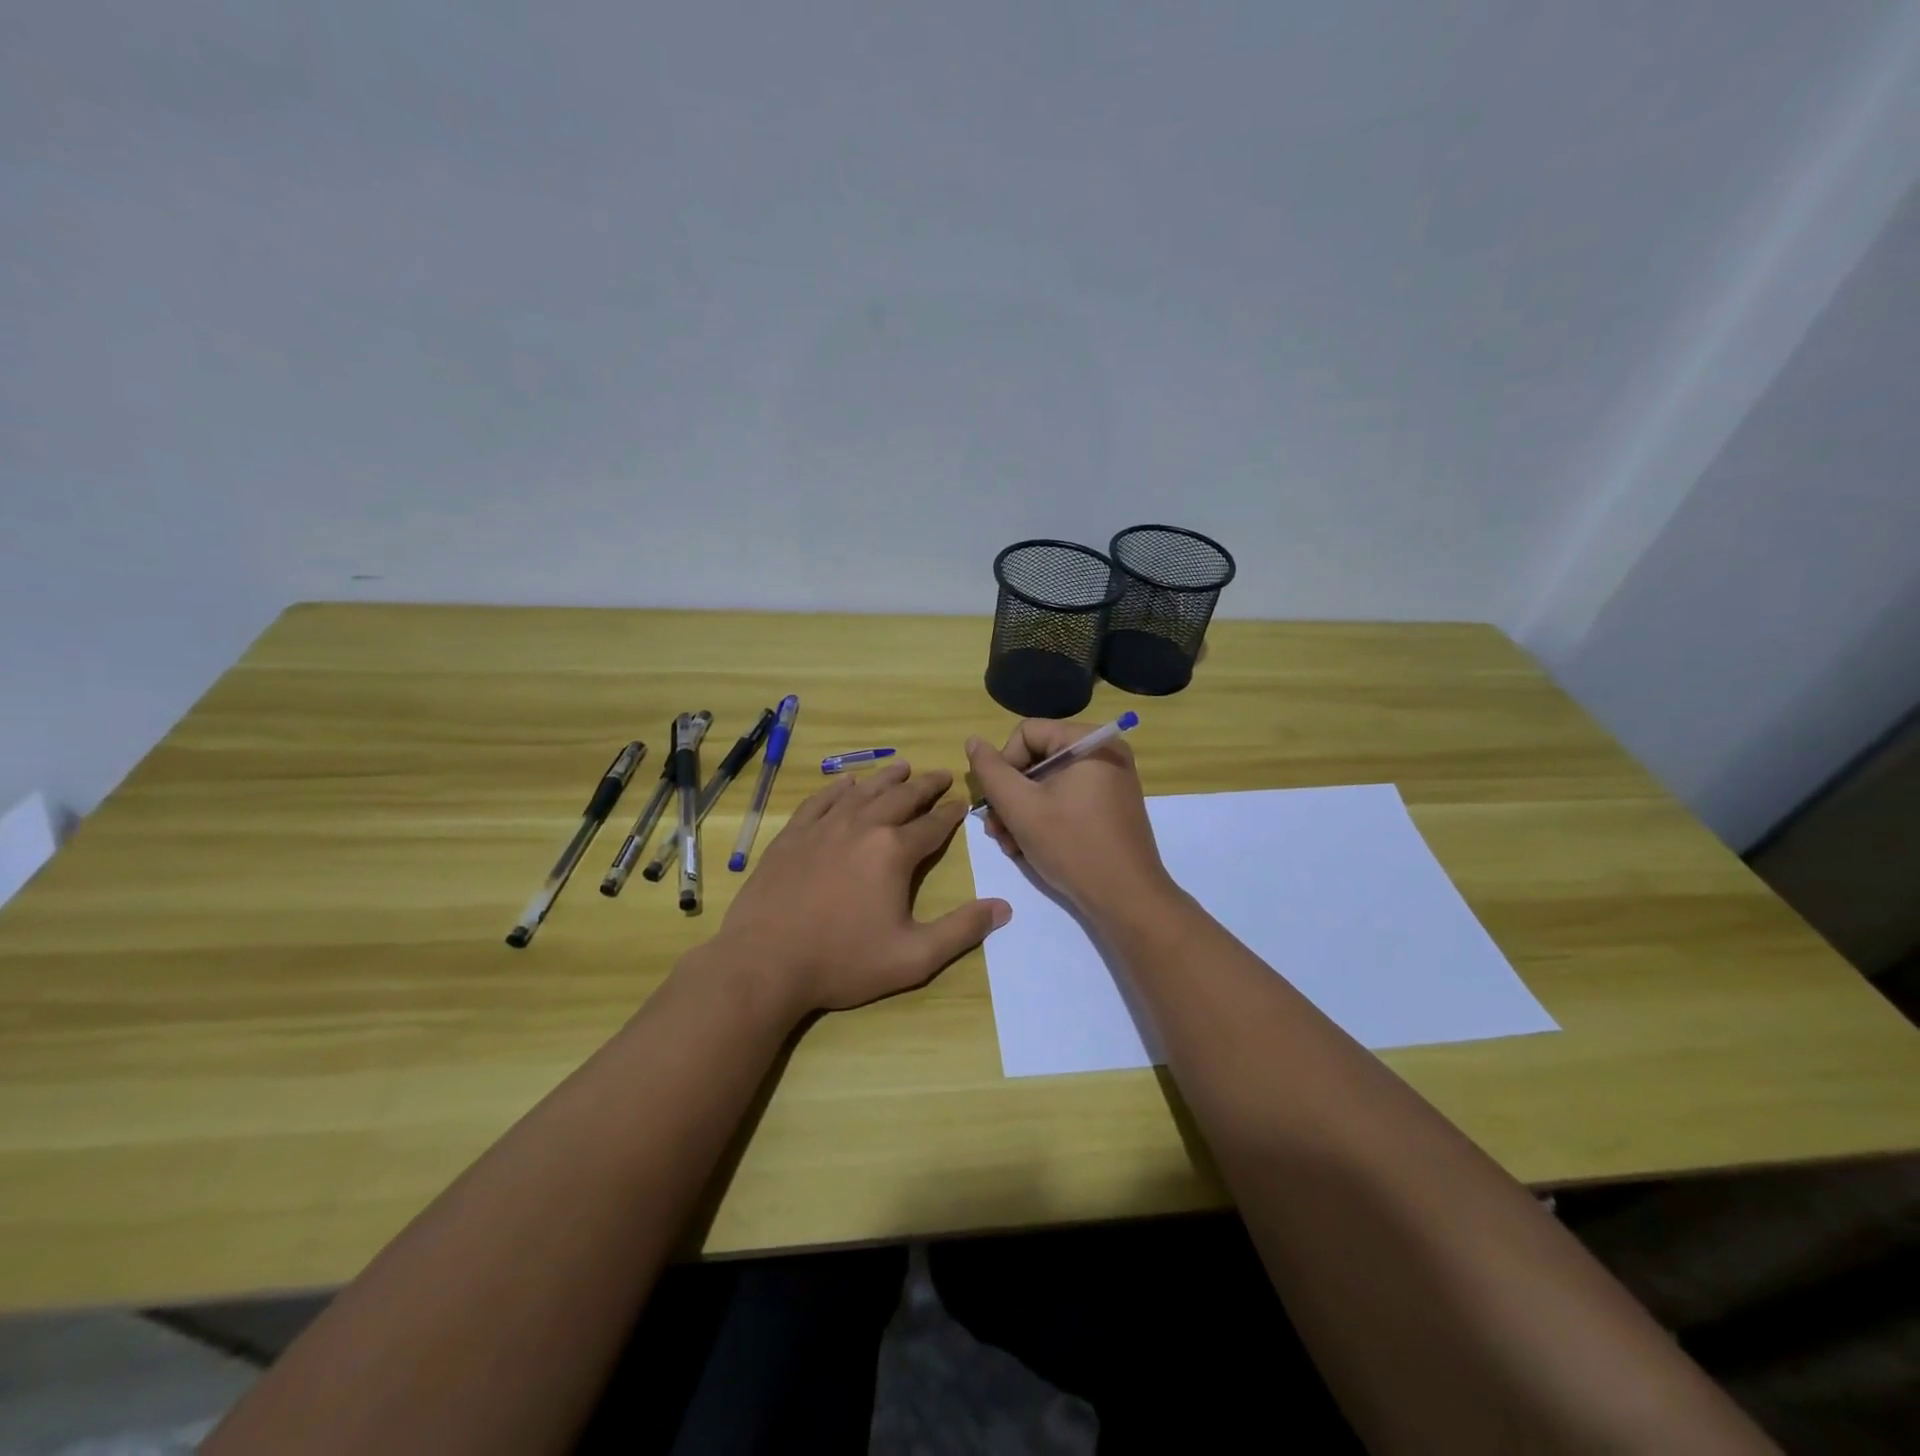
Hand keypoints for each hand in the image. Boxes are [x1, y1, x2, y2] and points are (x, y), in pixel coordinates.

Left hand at [712, 762, 1010, 1018]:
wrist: (764, 962)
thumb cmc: (843, 962)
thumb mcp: (913, 957)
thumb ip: (961, 930)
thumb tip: (1004, 907)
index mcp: (894, 852)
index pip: (933, 825)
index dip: (951, 813)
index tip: (962, 803)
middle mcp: (862, 827)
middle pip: (901, 797)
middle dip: (925, 785)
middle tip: (941, 775)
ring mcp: (823, 827)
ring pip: (863, 792)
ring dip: (886, 778)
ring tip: (902, 766)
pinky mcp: (793, 835)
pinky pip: (821, 801)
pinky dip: (838, 789)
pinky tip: (846, 783)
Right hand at [965, 719, 1175, 922]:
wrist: (1127, 900)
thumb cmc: (1072, 846)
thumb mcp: (1021, 808)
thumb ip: (991, 771)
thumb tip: (973, 741)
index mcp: (1089, 742)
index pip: (1026, 734)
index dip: (1003, 765)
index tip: (997, 803)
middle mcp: (1104, 754)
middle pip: (1036, 759)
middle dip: (1010, 796)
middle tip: (997, 830)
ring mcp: (1109, 782)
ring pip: (1047, 784)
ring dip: (1021, 812)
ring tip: (1010, 845)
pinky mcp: (1109, 807)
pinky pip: (1066, 800)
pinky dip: (1044, 819)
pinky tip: (1029, 848)